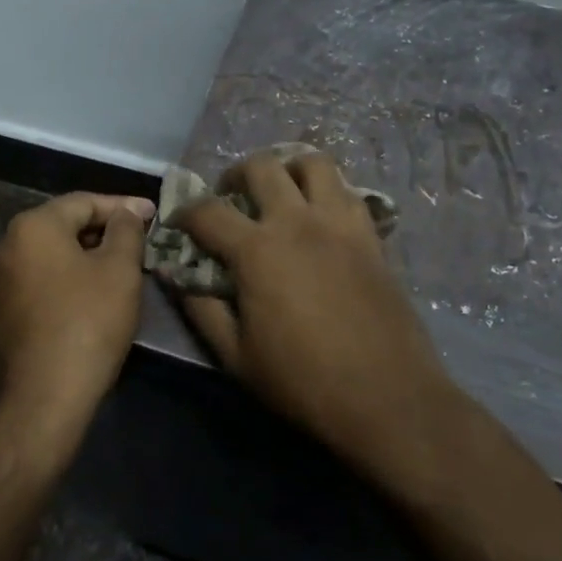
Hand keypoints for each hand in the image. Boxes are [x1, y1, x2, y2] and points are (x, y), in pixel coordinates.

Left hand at [0, 191, 155, 426]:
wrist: (44, 396)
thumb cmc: (87, 322)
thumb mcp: (120, 270)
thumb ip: (126, 230)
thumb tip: (124, 215)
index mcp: (32, 226)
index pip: (83, 201)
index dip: (122, 206)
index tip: (154, 214)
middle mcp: (6, 245)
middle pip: (63, 225)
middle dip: (104, 230)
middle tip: (140, 241)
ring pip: (51, 254)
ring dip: (87, 255)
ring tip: (122, 266)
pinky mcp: (0, 311)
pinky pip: (40, 279)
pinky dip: (68, 278)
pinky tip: (94, 294)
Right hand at [170, 151, 457, 477]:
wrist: (387, 397)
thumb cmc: (303, 381)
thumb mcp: (236, 356)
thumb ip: (201, 308)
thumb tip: (174, 275)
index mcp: (257, 250)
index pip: (208, 211)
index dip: (185, 213)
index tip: (179, 224)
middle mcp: (297, 222)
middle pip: (261, 166)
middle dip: (235, 174)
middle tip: (230, 197)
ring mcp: (340, 224)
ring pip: (313, 162)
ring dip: (288, 168)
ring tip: (279, 191)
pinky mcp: (371, 236)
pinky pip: (348, 191)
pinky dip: (327, 190)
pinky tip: (320, 216)